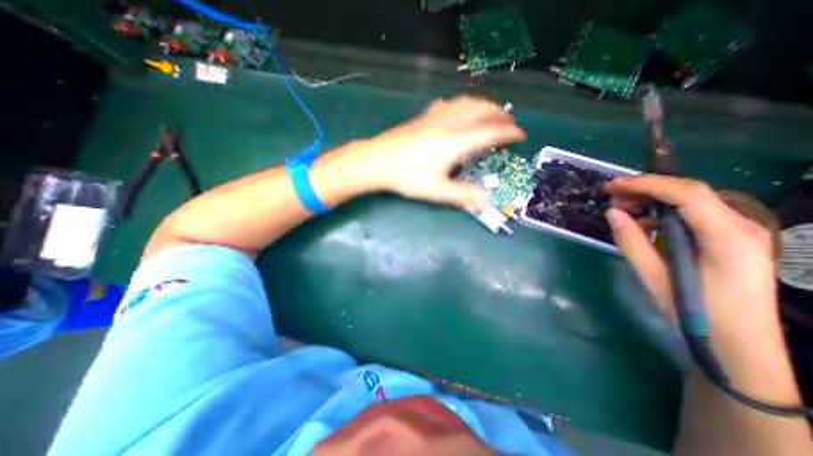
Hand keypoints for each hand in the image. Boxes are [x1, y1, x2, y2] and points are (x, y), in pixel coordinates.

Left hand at [359, 95, 522, 211]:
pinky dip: (464, 104)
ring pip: (467, 103)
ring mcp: (436, 116)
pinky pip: (451, 103)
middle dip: (500, 115)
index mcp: (456, 142)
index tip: (520, 135)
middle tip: (510, 123)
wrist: (378, 161)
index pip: (490, 132)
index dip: (509, 133)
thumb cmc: (407, 176)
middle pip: (482, 111)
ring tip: (492, 113)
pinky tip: (461, 110)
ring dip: (484, 106)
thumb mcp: (436, 190)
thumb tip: (484, 202)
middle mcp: (450, 124)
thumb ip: (461, 195)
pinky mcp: (425, 116)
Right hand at [606, 176, 776, 347]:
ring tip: (620, 207)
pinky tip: (641, 222)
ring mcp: (737, 231)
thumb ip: (632, 241)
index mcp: (727, 237)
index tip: (612, 186)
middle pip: (689, 192)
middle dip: (645, 188)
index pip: (687, 194)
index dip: (646, 184)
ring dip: (652, 199)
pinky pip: (692, 213)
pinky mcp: (728, 238)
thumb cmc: (696, 312)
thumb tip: (612, 212)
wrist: (739, 342)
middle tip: (610, 195)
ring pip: (690, 200)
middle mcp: (739, 226)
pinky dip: (662, 212)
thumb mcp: (655, 277)